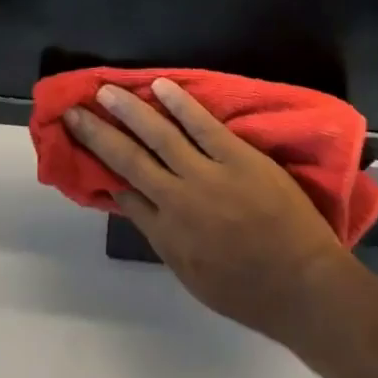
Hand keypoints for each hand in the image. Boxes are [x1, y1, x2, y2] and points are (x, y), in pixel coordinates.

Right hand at [64, 78, 362, 342]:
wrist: (303, 287)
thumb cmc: (250, 292)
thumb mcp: (194, 277)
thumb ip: (163, 238)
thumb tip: (134, 203)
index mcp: (167, 235)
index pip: (124, 194)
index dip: (100, 169)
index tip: (82, 146)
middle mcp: (178, 201)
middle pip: (129, 160)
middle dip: (98, 134)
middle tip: (74, 111)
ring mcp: (208, 176)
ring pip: (159, 135)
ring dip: (129, 111)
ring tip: (105, 90)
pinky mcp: (237, 156)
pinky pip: (202, 124)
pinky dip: (180, 103)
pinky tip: (160, 85)